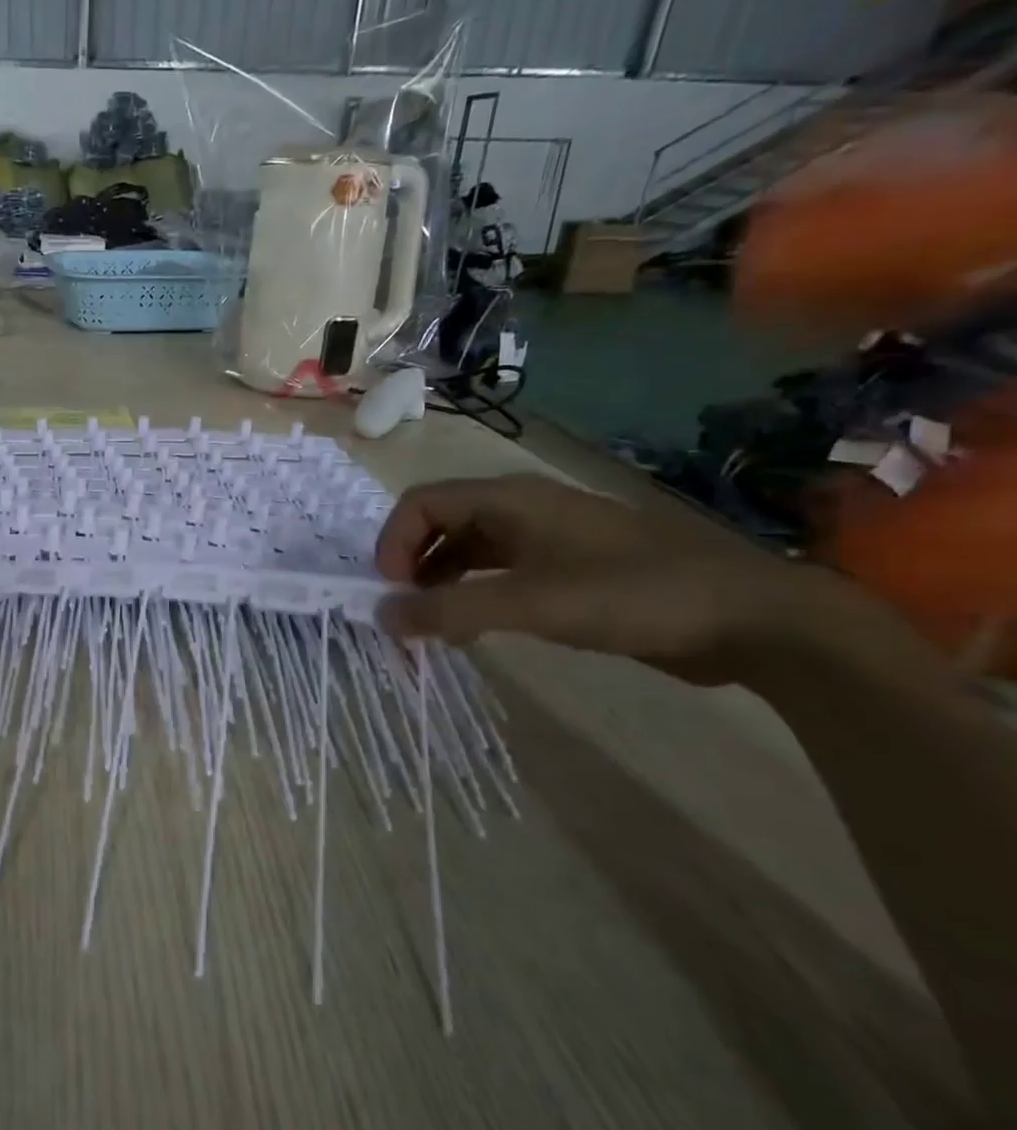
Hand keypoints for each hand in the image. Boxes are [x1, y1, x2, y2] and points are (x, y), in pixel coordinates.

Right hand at [373, 474, 845, 683]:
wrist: (749, 618)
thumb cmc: (633, 595)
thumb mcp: (532, 604)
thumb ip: (450, 609)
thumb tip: (381, 617)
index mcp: (510, 499)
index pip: (421, 503)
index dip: (393, 543)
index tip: (390, 592)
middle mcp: (521, 509)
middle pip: (440, 523)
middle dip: (411, 564)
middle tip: (405, 612)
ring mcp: (546, 537)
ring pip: (467, 549)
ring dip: (439, 582)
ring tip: (434, 627)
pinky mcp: (567, 567)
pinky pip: (497, 572)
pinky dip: (473, 594)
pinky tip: (475, 629)